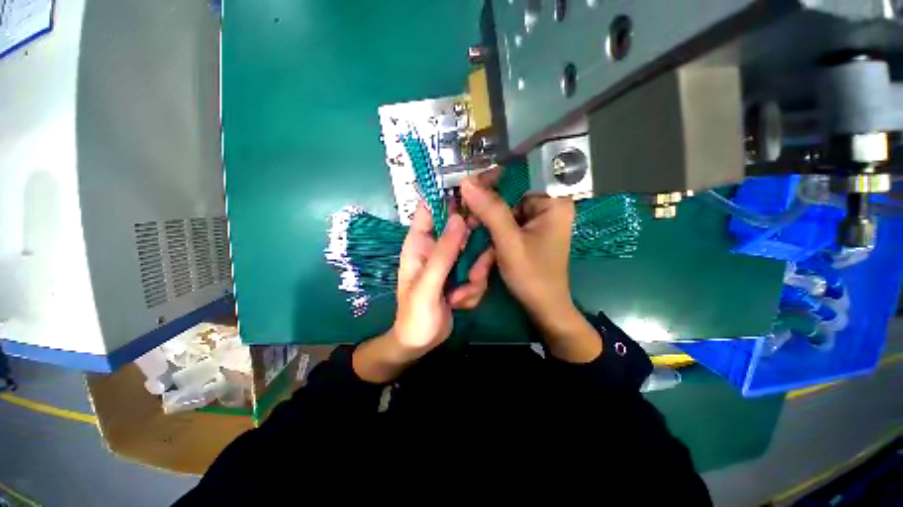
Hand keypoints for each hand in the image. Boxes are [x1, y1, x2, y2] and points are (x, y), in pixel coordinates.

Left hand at [352, 204, 494, 382]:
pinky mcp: (463, 274)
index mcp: (419, 243)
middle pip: (461, 227)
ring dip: (475, 275)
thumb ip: (442, 254)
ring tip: (460, 296)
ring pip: (476, 251)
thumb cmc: (415, 315)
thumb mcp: (427, 286)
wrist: (421, 342)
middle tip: (474, 267)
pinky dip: (474, 288)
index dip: (449, 196)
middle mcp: (437, 246)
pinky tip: (460, 303)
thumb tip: (458, 219)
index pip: (431, 208)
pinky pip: (479, 270)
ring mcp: (452, 260)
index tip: (474, 195)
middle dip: (473, 245)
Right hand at [460, 178, 601, 362]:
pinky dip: (495, 247)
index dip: (489, 191)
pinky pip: (508, 233)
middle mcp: (549, 210)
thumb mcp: (508, 241)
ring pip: (504, 222)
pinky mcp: (532, 237)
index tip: (467, 201)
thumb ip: (489, 211)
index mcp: (553, 204)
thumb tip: (467, 182)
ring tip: (477, 266)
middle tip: (467, 234)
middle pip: (507, 205)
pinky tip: (486, 265)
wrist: (544, 309)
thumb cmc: (532, 275)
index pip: (515, 184)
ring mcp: (539, 224)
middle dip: (486, 226)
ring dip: (488, 242)